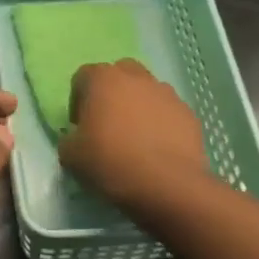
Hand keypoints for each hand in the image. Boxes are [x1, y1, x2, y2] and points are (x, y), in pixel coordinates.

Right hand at [59, 60, 209, 213]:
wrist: (166, 185)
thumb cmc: (111, 162)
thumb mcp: (70, 156)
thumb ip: (69, 139)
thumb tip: (77, 138)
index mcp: (103, 79)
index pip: (83, 76)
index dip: (77, 100)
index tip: (80, 125)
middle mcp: (136, 78)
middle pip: (120, 74)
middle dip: (112, 93)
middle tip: (107, 123)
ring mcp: (167, 94)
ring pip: (147, 91)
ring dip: (138, 107)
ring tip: (135, 138)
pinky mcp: (189, 114)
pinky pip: (168, 112)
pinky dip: (161, 124)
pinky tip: (156, 149)